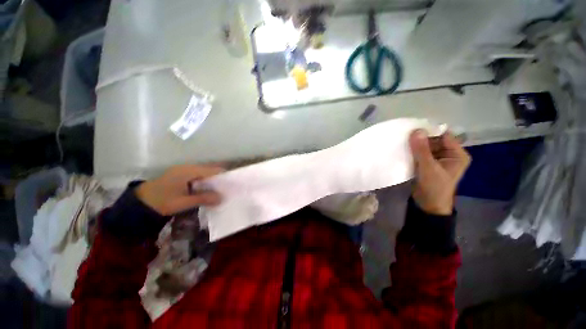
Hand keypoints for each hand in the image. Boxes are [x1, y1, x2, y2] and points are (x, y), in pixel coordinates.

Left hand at [136, 165, 223, 215]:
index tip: (232, 184)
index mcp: (188, 171)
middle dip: (220, 179)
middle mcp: (188, 167)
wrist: (140, 203)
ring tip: (221, 190)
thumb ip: (203, 198)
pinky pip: (199, 176)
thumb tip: (222, 198)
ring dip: (213, 181)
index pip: (212, 170)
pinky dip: (205, 182)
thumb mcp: (183, 202)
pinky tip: (208, 190)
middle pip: (210, 170)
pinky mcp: (182, 175)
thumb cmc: (161, 201)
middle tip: (228, 188)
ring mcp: (184, 170)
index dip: (223, 176)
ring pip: (205, 173)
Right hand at [409, 130, 470, 214]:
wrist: (428, 205)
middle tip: (404, 135)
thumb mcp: (428, 168)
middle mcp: (448, 154)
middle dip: (420, 138)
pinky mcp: (427, 164)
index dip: (430, 131)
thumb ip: (422, 150)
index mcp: (456, 154)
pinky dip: (412, 151)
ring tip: (402, 141)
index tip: (413, 128)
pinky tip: (403, 149)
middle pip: (434, 140)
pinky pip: (420, 153)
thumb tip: (415, 130)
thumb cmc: (434, 188)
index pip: (444, 136)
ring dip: (415, 145)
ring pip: (425, 146)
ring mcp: (437, 159)